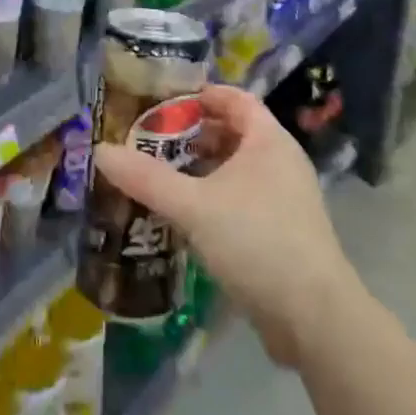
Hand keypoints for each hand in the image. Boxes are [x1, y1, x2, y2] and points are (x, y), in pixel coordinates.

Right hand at [92, 85, 356, 367]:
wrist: (315, 319)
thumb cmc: (256, 241)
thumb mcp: (194, 206)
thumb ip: (147, 178)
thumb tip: (100, 151)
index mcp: (268, 140)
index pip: (234, 98)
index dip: (200, 95)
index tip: (163, 102)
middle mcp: (281, 162)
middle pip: (233, 132)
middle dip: (193, 134)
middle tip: (153, 141)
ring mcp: (286, 200)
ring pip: (237, 169)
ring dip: (203, 169)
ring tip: (163, 177)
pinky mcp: (284, 234)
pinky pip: (243, 200)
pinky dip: (215, 198)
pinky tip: (188, 217)